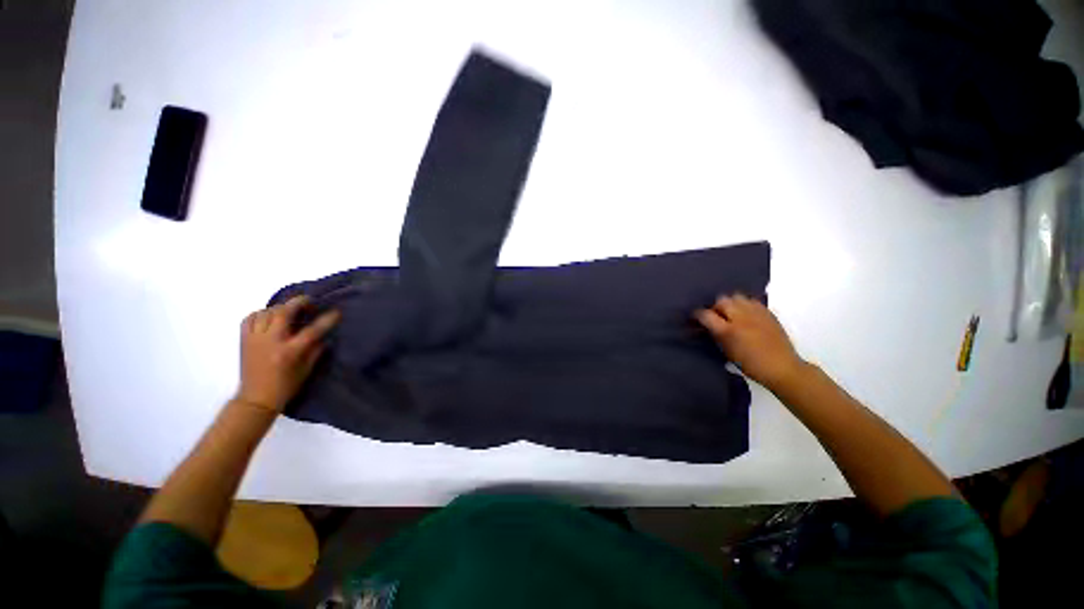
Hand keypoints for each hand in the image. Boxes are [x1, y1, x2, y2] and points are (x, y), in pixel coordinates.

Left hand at [236, 296, 340, 412]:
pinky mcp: (244, 340)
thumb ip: (316, 350)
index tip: (336, 312)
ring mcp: (255, 339)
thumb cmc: (286, 386)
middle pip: (283, 313)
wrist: (256, 398)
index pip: (311, 331)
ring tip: (289, 311)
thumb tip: (324, 336)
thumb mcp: (306, 369)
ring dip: (280, 308)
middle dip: (298, 303)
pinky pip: (250, 318)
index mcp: (289, 352)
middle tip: (308, 302)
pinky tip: (269, 317)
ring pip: (266, 312)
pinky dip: (260, 313)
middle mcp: (271, 342)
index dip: (326, 320)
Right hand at [695, 294, 805, 390]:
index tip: (695, 319)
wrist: (782, 367)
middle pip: (721, 300)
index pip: (705, 314)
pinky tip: (745, 313)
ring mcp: (755, 313)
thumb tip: (708, 327)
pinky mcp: (767, 312)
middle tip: (715, 316)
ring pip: (736, 296)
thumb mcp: (727, 352)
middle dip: (715, 306)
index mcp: (727, 330)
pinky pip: (751, 300)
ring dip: (730, 303)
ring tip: (731, 312)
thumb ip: (716, 336)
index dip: (697, 315)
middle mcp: (740, 317)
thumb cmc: (751, 365)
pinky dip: (744, 304)